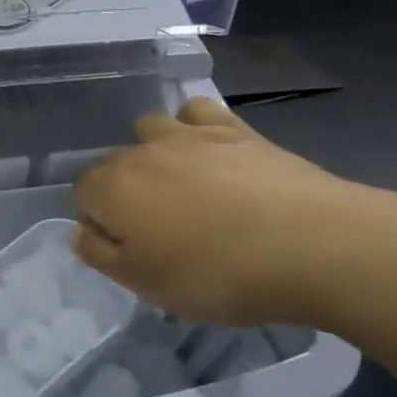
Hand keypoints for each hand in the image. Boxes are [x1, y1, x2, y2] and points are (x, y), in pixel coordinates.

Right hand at [73, 97, 396, 327]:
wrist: (314, 244)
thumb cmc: (218, 273)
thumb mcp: (146, 284)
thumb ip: (100, 254)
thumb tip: (82, 230)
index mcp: (113, 188)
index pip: (84, 195)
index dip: (101, 224)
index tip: (131, 253)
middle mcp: (142, 152)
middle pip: (115, 164)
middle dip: (126, 191)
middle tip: (162, 232)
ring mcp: (189, 134)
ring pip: (151, 129)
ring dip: (155, 152)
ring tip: (184, 186)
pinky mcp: (236, 129)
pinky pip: (198, 112)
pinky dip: (195, 126)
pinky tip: (211, 151)